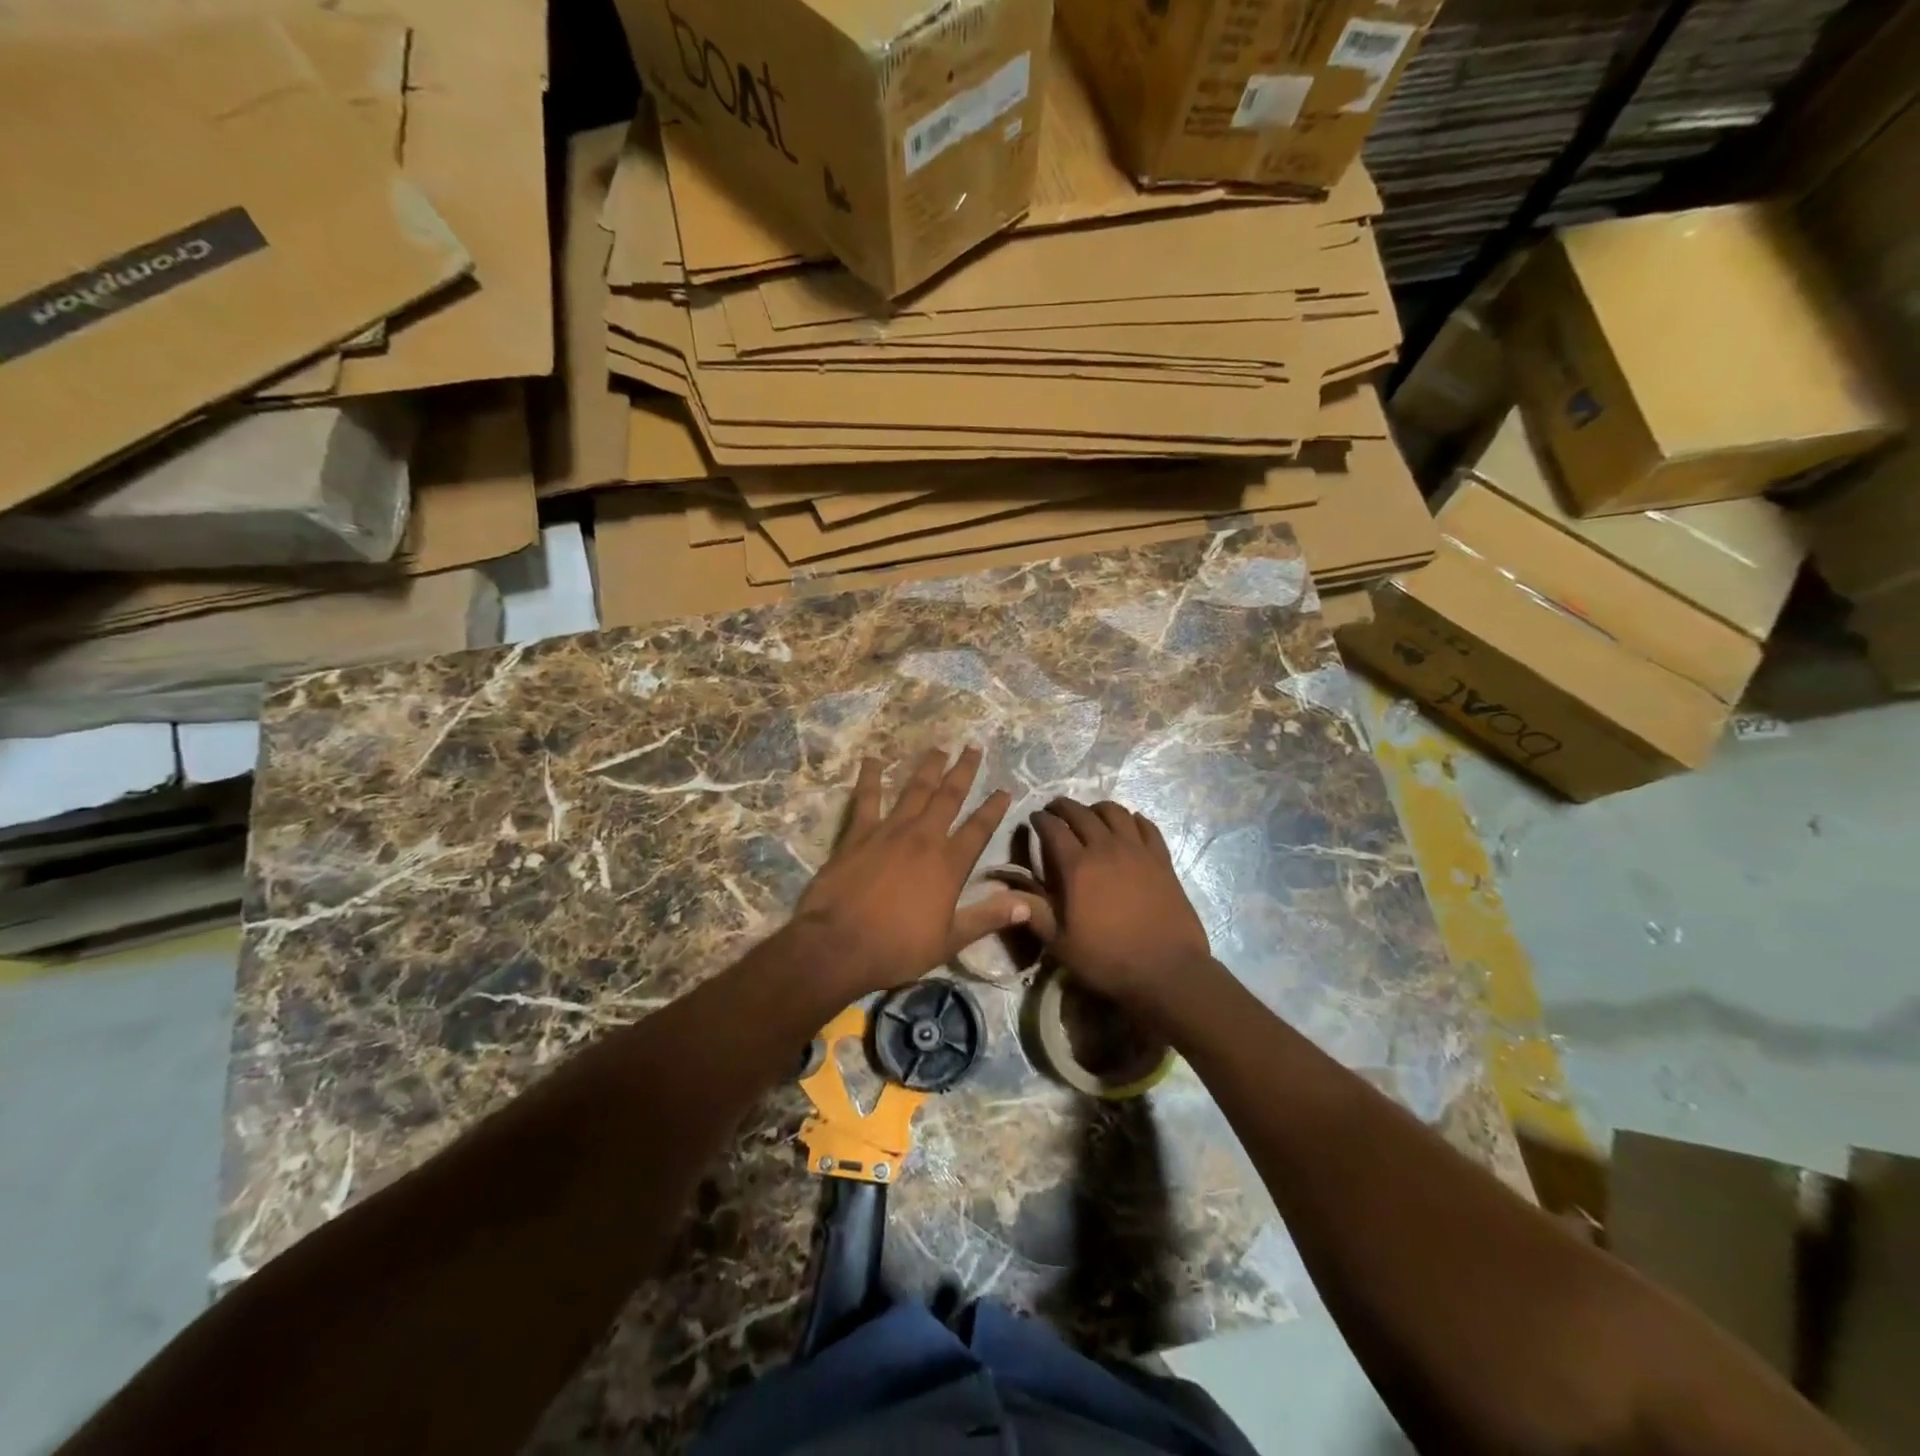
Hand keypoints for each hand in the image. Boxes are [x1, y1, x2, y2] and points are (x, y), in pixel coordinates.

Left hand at [788, 748, 1029, 998]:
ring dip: (928, 768)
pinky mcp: (858, 833)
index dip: (994, 808)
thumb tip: (1028, 905)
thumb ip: (988, 918)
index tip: (1005, 789)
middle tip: (973, 747)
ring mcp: (889, 831)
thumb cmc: (897, 948)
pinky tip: (872, 759)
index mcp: (949, 864)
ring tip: (938, 747)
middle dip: (964, 771)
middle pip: (949, 797)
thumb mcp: (950, 941)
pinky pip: (866, 798)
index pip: (979, 829)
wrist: (838, 945)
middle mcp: (924, 838)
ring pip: (914, 790)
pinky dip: (871, 778)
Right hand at [1024, 798, 1212, 1012]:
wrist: (1167, 970)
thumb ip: (1035, 913)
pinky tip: (1129, 825)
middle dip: (1063, 807)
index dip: (1040, 820)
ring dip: (1097, 808)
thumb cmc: (1108, 959)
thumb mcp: (1060, 944)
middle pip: (1081, 813)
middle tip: (1055, 810)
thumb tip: (1010, 893)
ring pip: (1115, 812)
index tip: (1034, 818)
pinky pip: (1146, 826)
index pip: (1053, 828)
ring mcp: (1138, 851)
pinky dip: (1133, 819)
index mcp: (1077, 867)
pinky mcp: (1162, 859)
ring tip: (1090, 814)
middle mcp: (1106, 848)